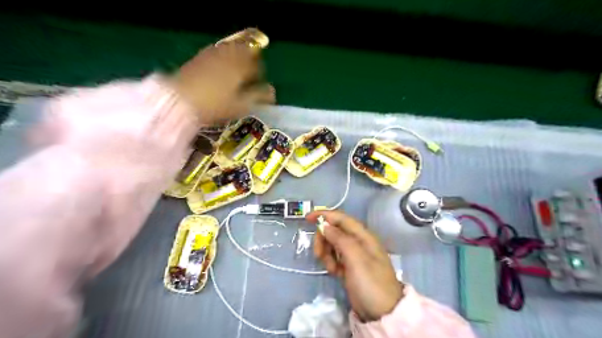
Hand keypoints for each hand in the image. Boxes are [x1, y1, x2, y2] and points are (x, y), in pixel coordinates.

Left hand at [166, 41, 274, 122]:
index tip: (260, 81)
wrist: (179, 100)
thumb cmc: (215, 105)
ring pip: (230, 49)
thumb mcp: (240, 105)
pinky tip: (220, 67)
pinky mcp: (199, 57)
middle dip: (250, 59)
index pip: (256, 64)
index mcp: (241, 66)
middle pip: (244, 51)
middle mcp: (228, 55)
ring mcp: (212, 54)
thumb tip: (272, 91)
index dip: (260, 72)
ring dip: (237, 55)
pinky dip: (223, 56)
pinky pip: (217, 51)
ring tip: (237, 68)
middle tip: (250, 71)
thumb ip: (258, 97)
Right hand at [306, 210, 404, 320]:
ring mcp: (354, 255)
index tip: (307, 218)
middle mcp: (358, 242)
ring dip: (327, 254)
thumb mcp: (356, 258)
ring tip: (331, 269)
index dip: (324, 215)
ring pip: (332, 244)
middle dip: (323, 240)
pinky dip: (331, 263)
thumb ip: (340, 239)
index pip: (341, 218)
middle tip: (319, 254)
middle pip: (334, 231)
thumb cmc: (371, 282)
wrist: (382, 313)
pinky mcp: (350, 267)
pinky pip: (335, 257)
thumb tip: (325, 225)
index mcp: (363, 236)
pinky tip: (335, 273)